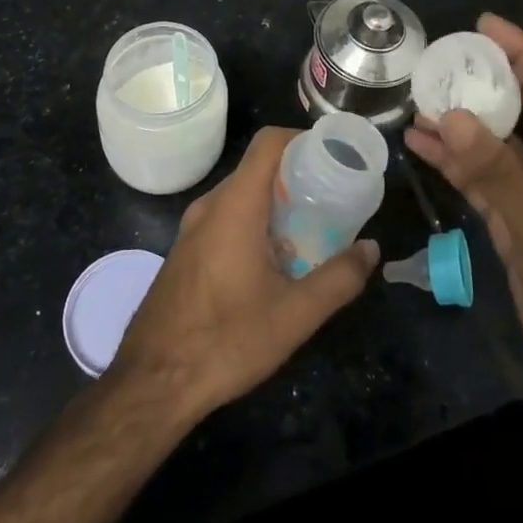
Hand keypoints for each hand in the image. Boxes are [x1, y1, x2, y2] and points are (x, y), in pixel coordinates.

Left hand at [111, 126, 378, 419]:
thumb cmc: (225, 340)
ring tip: (310, 231)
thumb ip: (339, 279)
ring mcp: (192, 229)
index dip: (302, 139)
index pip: (268, 143)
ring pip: (240, 196)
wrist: (151, 383)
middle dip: (297, 177)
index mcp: (235, 205)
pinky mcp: (185, 252)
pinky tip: (273, 262)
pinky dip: (254, 222)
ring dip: (276, 204)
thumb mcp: (295, 315)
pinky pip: (225, 218)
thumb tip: (372, 249)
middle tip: (332, 200)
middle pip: (257, 169)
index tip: (333, 159)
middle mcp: (210, 206)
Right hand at [407, 14, 522, 406]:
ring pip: (495, 143)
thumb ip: (496, 172)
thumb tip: (450, 114)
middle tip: (443, 58)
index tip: (484, 24)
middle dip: (487, 79)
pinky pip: (481, 178)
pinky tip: (421, 145)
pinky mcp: (516, 222)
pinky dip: (454, 162)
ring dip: (461, 122)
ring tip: (418, 98)